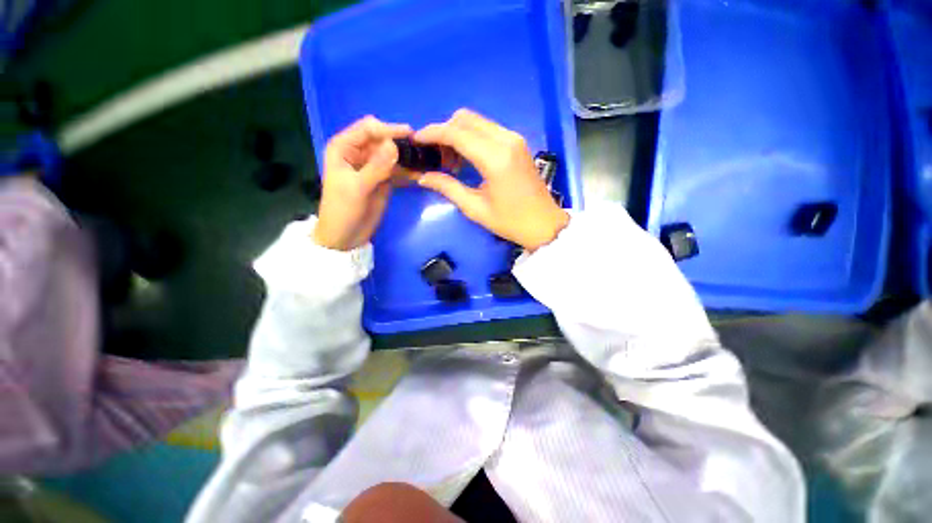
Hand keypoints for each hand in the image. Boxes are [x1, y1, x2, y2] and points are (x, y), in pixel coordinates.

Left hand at [312, 116, 412, 250]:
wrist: (346, 236)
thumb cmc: (343, 210)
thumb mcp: (358, 187)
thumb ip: (377, 166)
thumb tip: (394, 145)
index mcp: (344, 148)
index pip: (368, 129)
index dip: (388, 129)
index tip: (410, 135)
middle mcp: (359, 153)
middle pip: (382, 139)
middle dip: (400, 142)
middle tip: (421, 148)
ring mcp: (373, 166)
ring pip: (393, 154)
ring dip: (407, 156)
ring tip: (425, 159)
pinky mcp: (384, 180)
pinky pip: (398, 170)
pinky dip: (408, 171)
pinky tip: (420, 172)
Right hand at [414, 109, 569, 251]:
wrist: (544, 223)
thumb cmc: (510, 222)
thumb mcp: (475, 208)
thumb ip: (448, 187)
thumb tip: (422, 176)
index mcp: (495, 158)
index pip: (456, 133)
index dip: (432, 133)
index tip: (416, 141)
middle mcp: (506, 140)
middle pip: (465, 119)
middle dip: (444, 131)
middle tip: (436, 156)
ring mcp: (514, 138)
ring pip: (477, 122)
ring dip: (458, 134)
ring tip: (450, 162)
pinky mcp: (517, 142)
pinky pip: (488, 130)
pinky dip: (472, 137)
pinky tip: (467, 159)